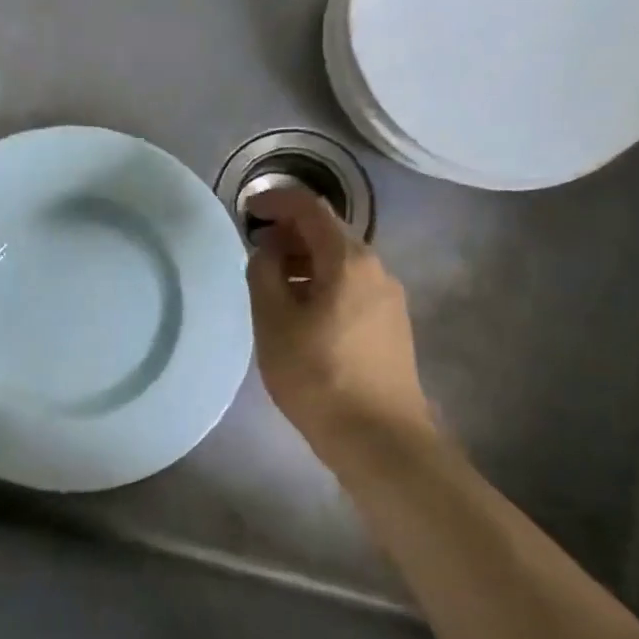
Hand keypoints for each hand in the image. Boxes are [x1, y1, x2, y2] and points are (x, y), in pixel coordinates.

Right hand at [245, 187, 435, 453]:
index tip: (247, 209)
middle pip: (328, 232)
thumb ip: (263, 275)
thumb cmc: (317, 376)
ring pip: (340, 261)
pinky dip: (320, 282)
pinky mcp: (391, 323)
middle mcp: (376, 268)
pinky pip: (350, 285)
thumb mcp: (273, 323)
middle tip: (254, 249)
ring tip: (270, 283)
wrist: (380, 438)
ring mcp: (389, 297)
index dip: (276, 200)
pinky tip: (300, 310)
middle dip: (288, 232)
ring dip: (303, 260)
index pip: (310, 208)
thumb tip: (266, 251)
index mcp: (348, 260)